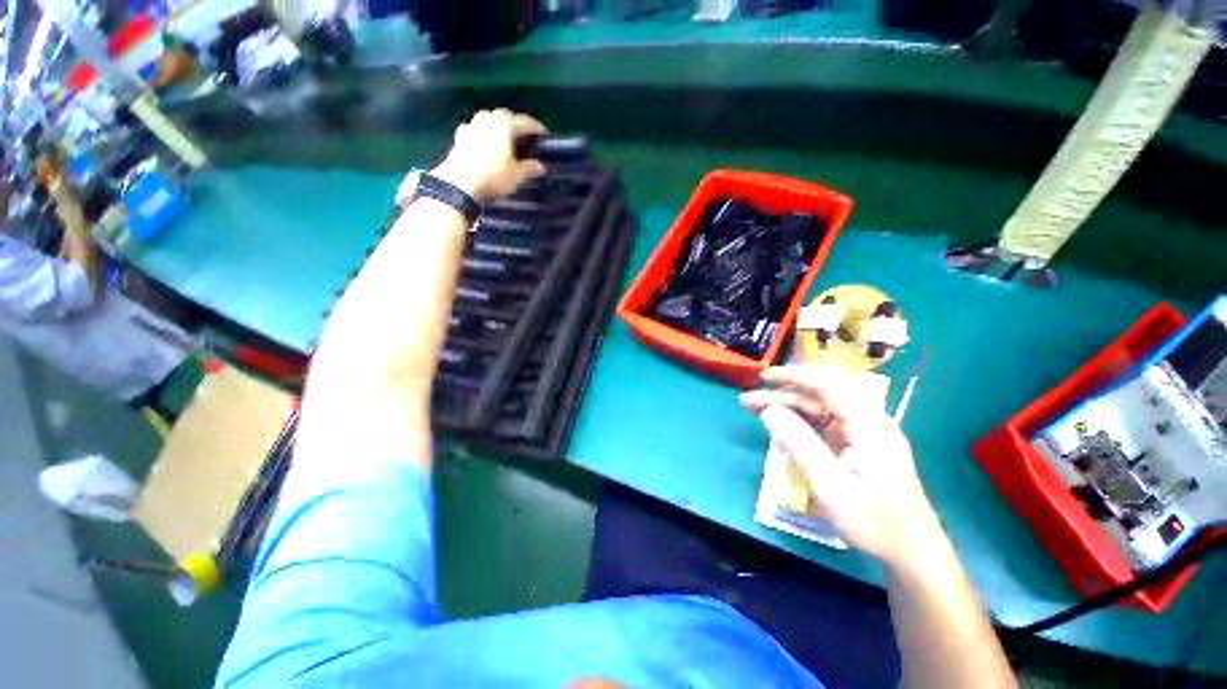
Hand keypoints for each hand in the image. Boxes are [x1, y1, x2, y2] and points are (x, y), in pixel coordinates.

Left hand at [426, 109, 547, 202]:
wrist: (460, 183)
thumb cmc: (493, 176)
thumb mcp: (517, 176)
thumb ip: (529, 169)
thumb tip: (540, 166)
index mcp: (504, 124)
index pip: (524, 121)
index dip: (535, 127)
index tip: (543, 133)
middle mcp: (487, 119)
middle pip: (504, 116)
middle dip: (514, 123)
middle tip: (523, 134)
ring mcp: (471, 127)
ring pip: (487, 119)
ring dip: (496, 125)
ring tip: (503, 136)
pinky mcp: (459, 138)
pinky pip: (473, 129)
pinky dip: (481, 133)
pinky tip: (482, 140)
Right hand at [741, 365, 938, 563]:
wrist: (911, 552)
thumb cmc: (875, 521)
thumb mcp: (831, 484)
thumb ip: (799, 444)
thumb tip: (768, 411)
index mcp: (868, 425)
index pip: (828, 386)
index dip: (794, 377)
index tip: (763, 378)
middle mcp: (866, 423)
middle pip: (819, 399)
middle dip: (781, 396)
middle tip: (747, 401)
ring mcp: (861, 436)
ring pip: (818, 412)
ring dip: (786, 409)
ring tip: (754, 411)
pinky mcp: (856, 449)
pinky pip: (822, 428)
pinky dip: (798, 426)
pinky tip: (779, 430)